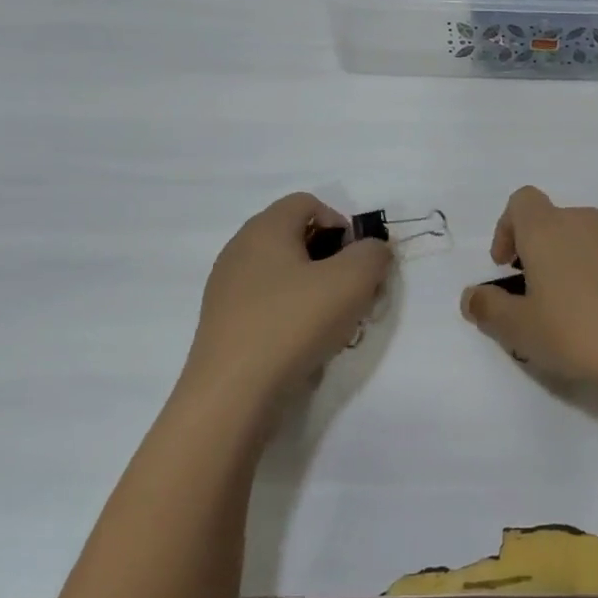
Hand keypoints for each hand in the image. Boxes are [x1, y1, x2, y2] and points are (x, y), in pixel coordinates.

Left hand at [184, 193, 391, 400]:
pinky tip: (303, 344)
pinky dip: (291, 314)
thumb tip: (371, 250)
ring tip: (332, 323)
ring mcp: (226, 288)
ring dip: (315, 290)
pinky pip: (267, 303)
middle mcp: (240, 249)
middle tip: (352, 293)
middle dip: (332, 260)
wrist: (231, 395)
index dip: (341, 224)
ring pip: (283, 273)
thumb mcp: (353, 281)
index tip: (357, 261)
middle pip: (296, 237)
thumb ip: (373, 254)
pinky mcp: (223, 323)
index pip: (308, 203)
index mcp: (265, 228)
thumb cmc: (293, 323)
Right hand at [460, 186, 597, 393]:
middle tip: (534, 293)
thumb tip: (471, 296)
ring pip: (583, 237)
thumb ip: (488, 308)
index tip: (505, 265)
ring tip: (570, 306)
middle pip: (551, 220)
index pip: (521, 201)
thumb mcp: (520, 328)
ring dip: (569, 261)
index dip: (506, 228)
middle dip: (537, 250)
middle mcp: (584, 220)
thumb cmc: (577, 331)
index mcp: (547, 229)